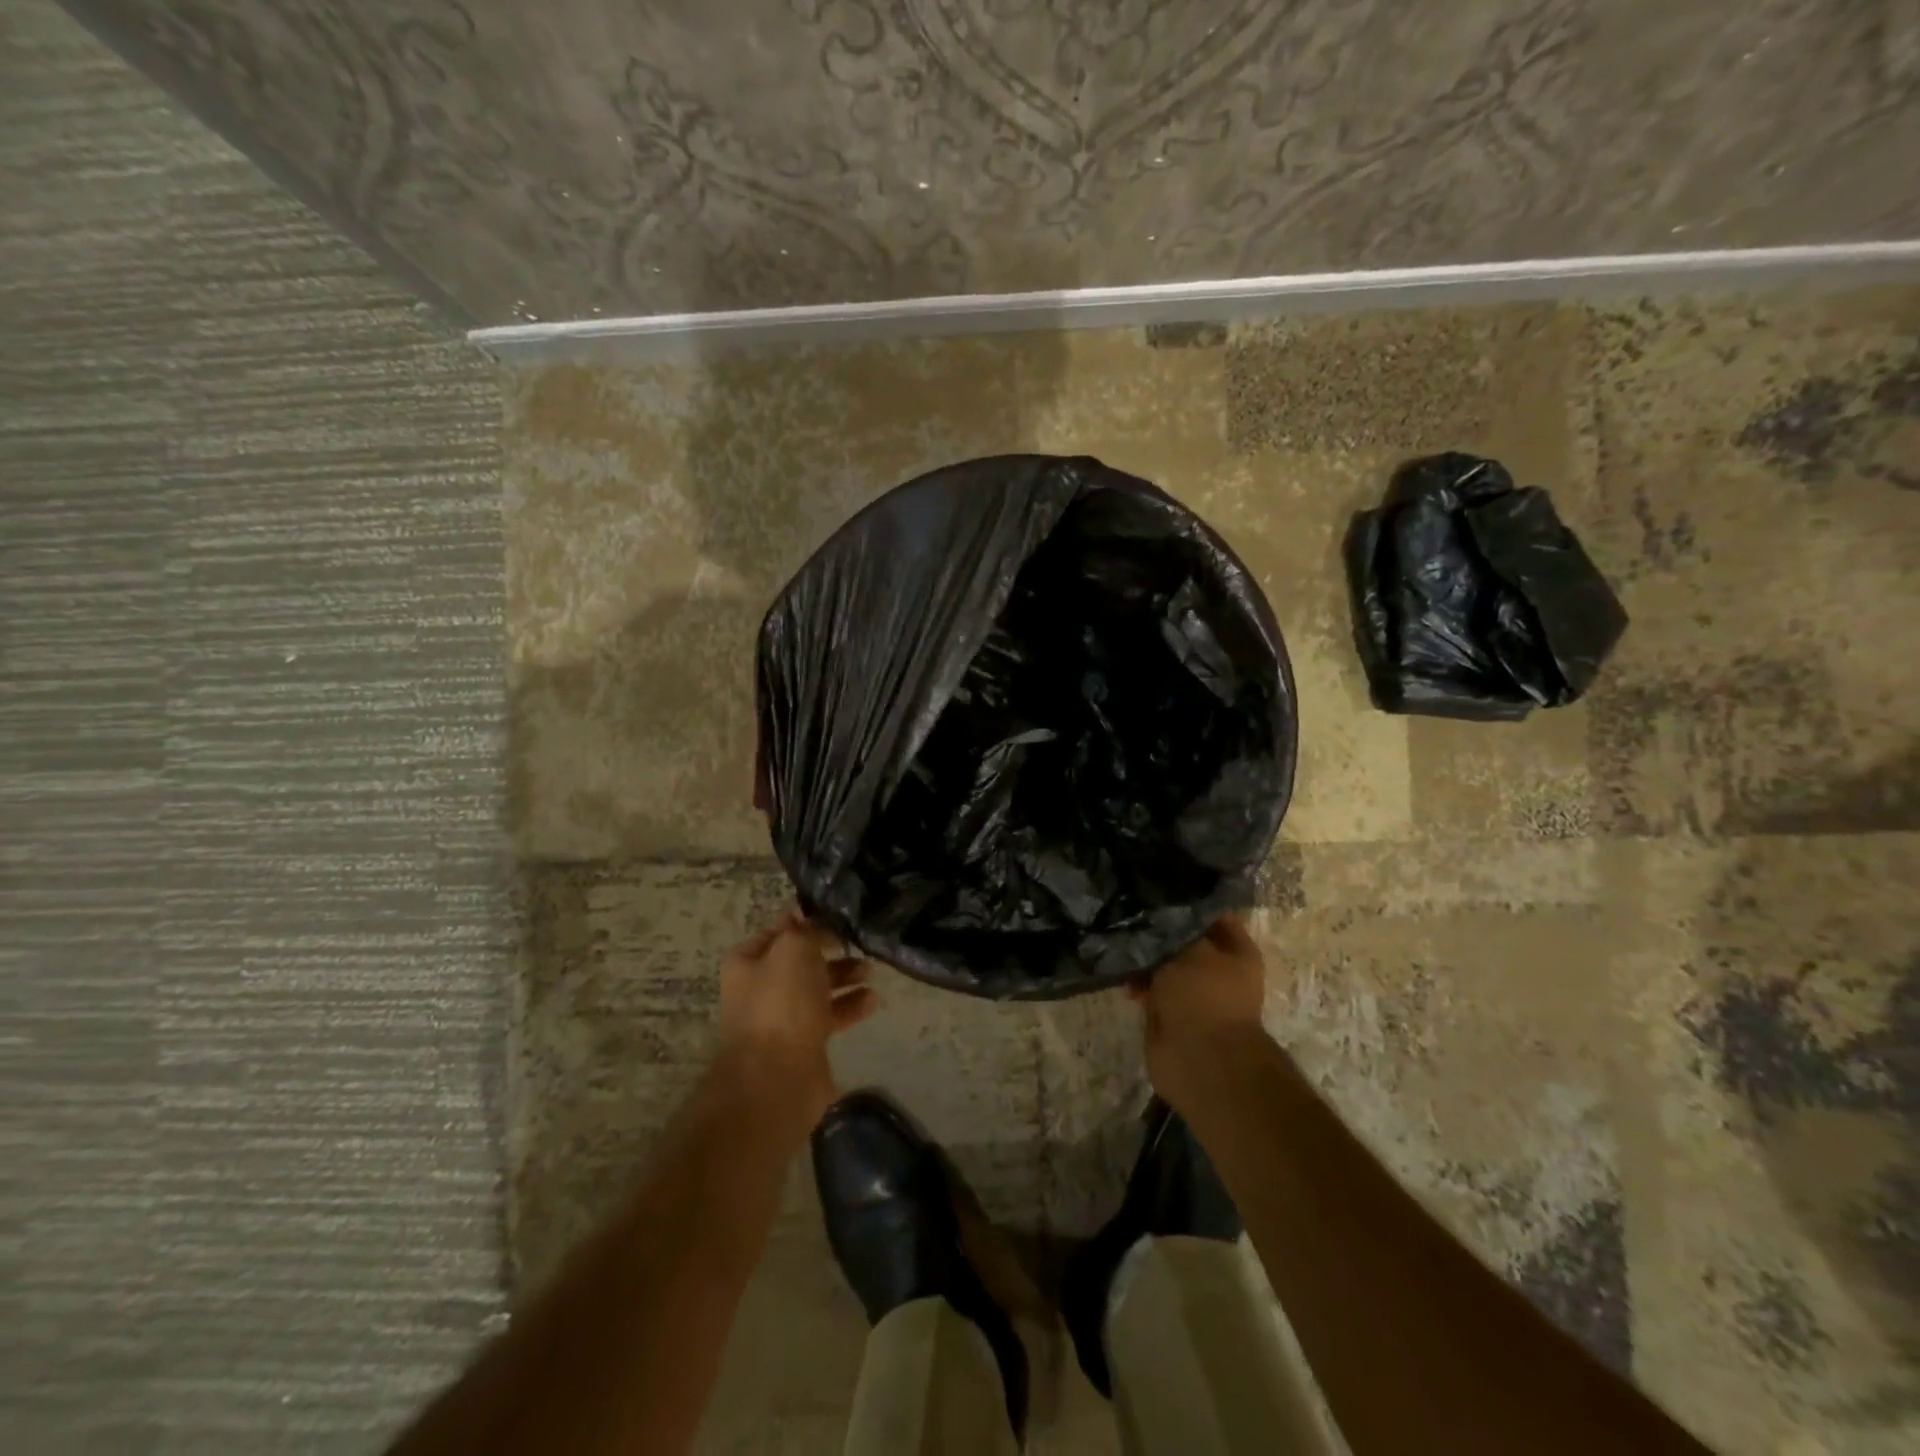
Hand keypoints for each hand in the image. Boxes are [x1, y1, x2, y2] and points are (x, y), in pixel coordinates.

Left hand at [714, 911, 878, 1142]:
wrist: (777, 1077)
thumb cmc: (782, 1003)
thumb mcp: (794, 949)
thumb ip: (808, 931)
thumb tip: (818, 925)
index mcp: (747, 962)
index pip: (779, 931)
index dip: (806, 921)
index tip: (837, 917)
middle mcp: (760, 988)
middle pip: (801, 960)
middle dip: (831, 951)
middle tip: (858, 945)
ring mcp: (781, 1018)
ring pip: (818, 988)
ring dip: (845, 978)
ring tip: (871, 972)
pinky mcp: (803, 1044)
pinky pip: (830, 1017)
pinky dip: (851, 1007)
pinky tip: (872, 1001)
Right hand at [1129, 912, 1267, 1110]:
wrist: (1199, 1060)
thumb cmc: (1204, 996)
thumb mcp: (1190, 949)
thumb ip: (1174, 927)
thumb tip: (1156, 912)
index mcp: (1236, 950)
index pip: (1209, 913)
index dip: (1184, 900)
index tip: (1153, 888)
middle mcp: (1217, 969)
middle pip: (1182, 939)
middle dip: (1157, 931)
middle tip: (1128, 913)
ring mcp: (1192, 993)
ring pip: (1163, 963)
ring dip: (1143, 958)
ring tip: (1119, 946)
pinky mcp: (1169, 1012)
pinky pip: (1150, 987)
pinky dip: (1136, 982)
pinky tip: (1120, 975)